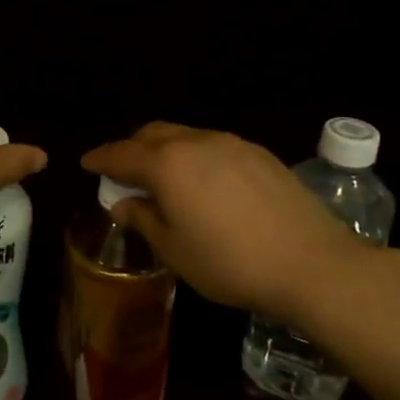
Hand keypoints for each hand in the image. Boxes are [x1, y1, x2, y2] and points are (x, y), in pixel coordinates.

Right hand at [81, 122, 372, 323]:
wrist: (314, 265)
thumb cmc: (230, 262)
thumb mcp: (174, 250)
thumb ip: (144, 219)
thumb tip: (124, 203)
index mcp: (167, 164)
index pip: (121, 154)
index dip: (100, 159)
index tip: (86, 164)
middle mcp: (196, 142)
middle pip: (152, 134)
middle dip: (132, 148)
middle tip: (124, 173)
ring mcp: (232, 144)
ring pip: (185, 136)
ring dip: (165, 150)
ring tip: (164, 178)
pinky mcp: (260, 154)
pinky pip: (213, 146)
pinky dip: (195, 156)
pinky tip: (204, 183)